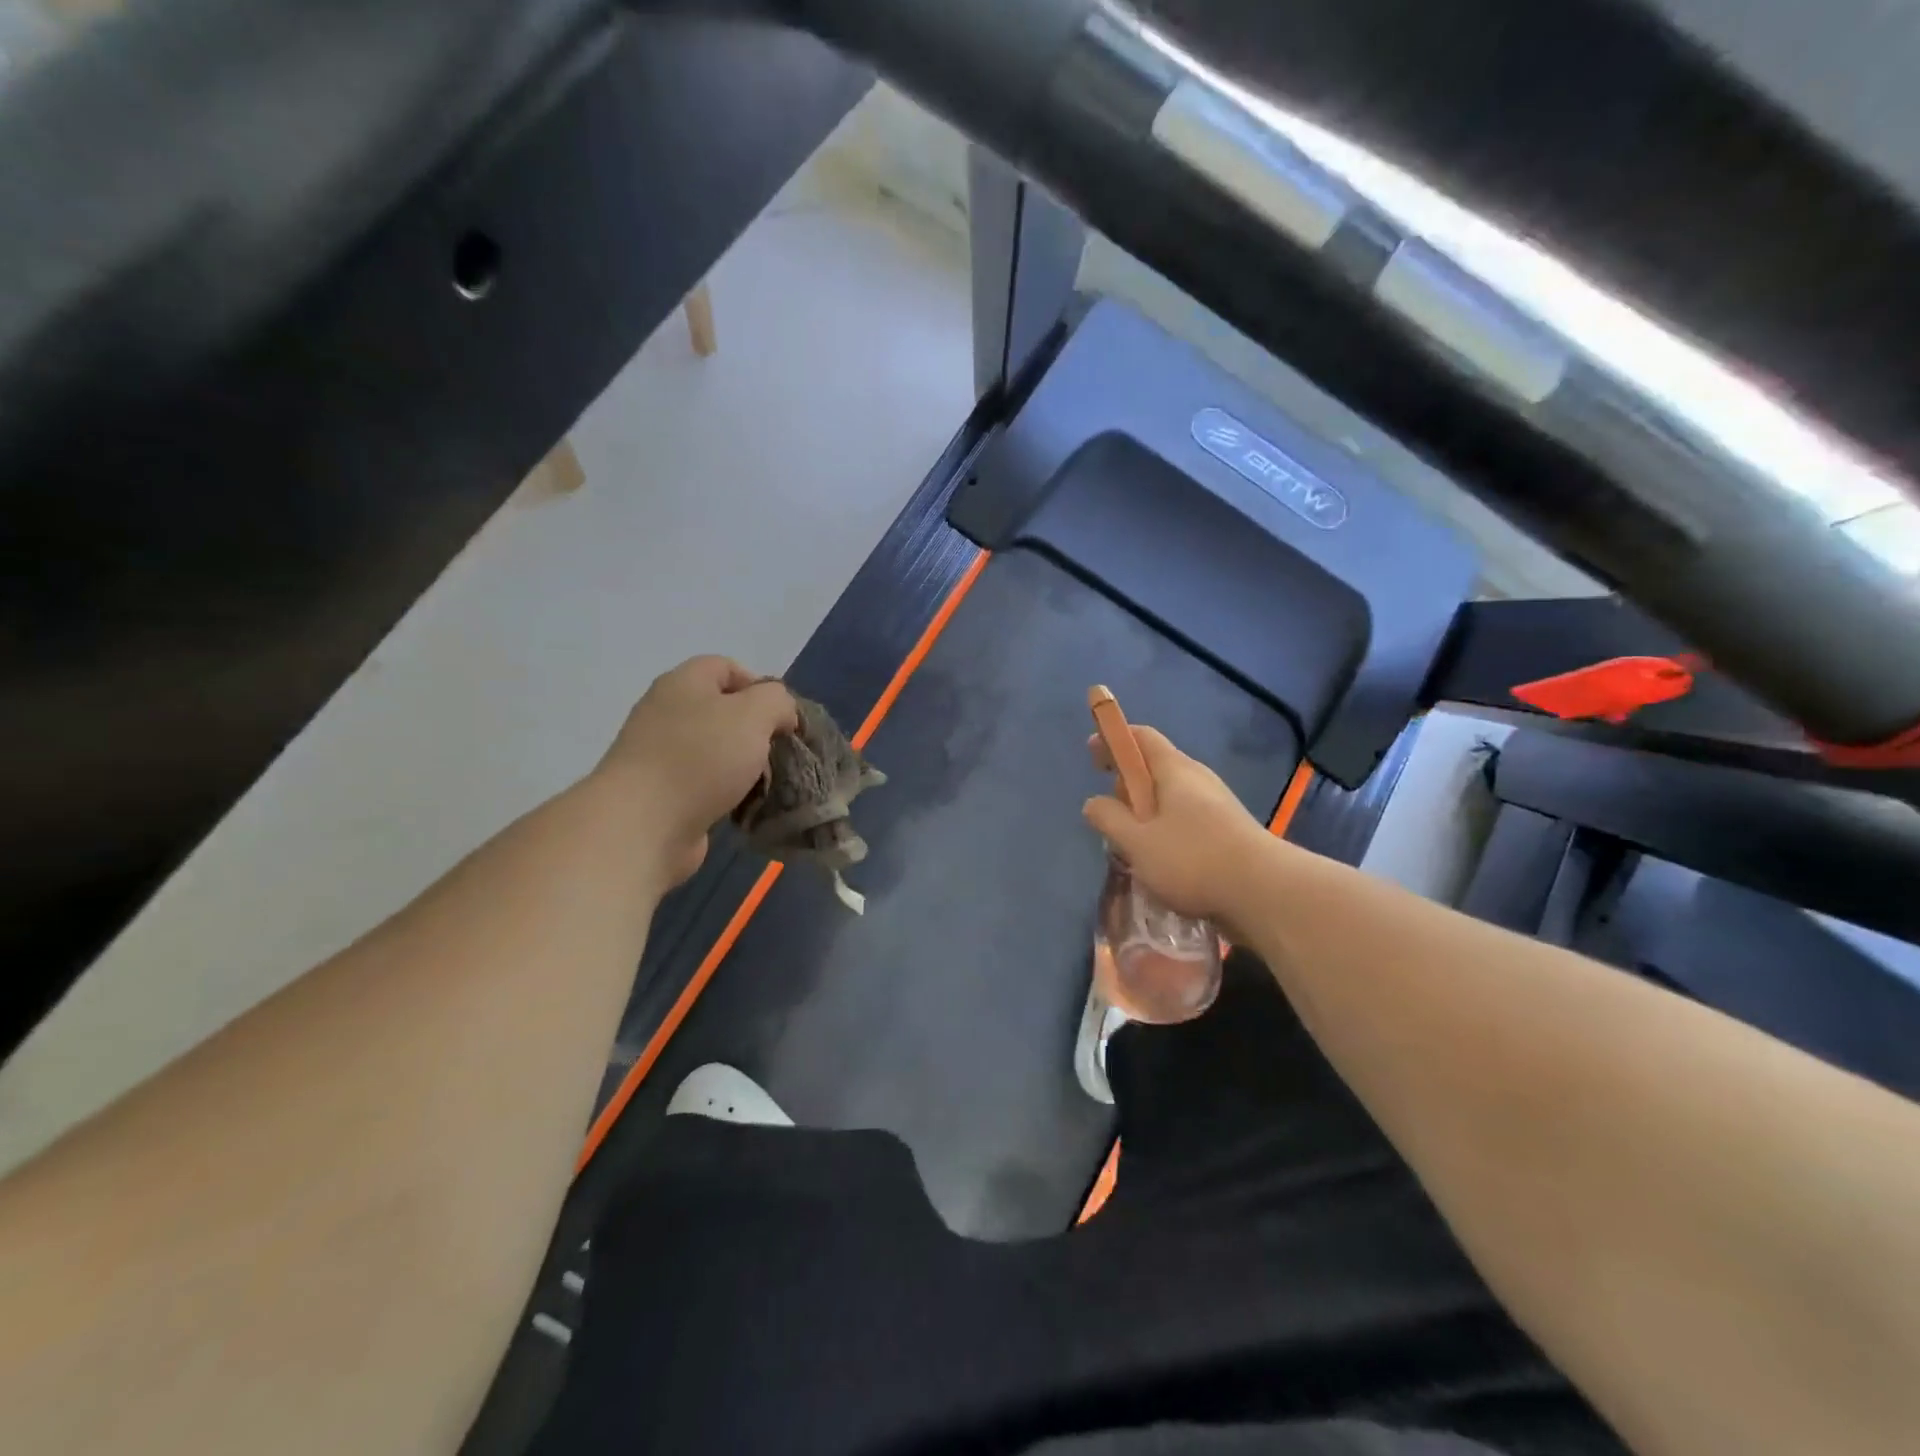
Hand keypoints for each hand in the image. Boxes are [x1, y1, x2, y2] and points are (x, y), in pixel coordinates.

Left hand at [600, 656, 797, 884]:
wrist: (643, 824)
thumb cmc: (702, 758)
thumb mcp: (755, 714)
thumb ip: (777, 701)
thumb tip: (780, 716)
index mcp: (684, 682)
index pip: (727, 667)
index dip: (761, 687)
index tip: (783, 718)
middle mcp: (666, 711)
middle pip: (722, 710)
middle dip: (756, 730)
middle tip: (778, 752)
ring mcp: (659, 754)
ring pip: (716, 750)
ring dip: (744, 766)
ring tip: (767, 784)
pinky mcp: (661, 793)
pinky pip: (704, 784)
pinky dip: (726, 794)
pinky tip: (742, 807)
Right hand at [1084, 725, 1271, 925]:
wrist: (1265, 893)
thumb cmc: (1193, 860)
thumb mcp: (1137, 842)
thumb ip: (1110, 819)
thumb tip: (1094, 802)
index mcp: (1175, 770)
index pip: (1141, 737)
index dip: (1114, 739)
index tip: (1092, 753)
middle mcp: (1198, 780)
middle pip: (1155, 768)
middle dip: (1128, 786)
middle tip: (1111, 815)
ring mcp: (1217, 806)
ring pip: (1171, 799)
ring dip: (1147, 815)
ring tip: (1133, 847)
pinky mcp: (1228, 832)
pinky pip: (1187, 821)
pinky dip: (1167, 832)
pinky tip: (1162, 864)